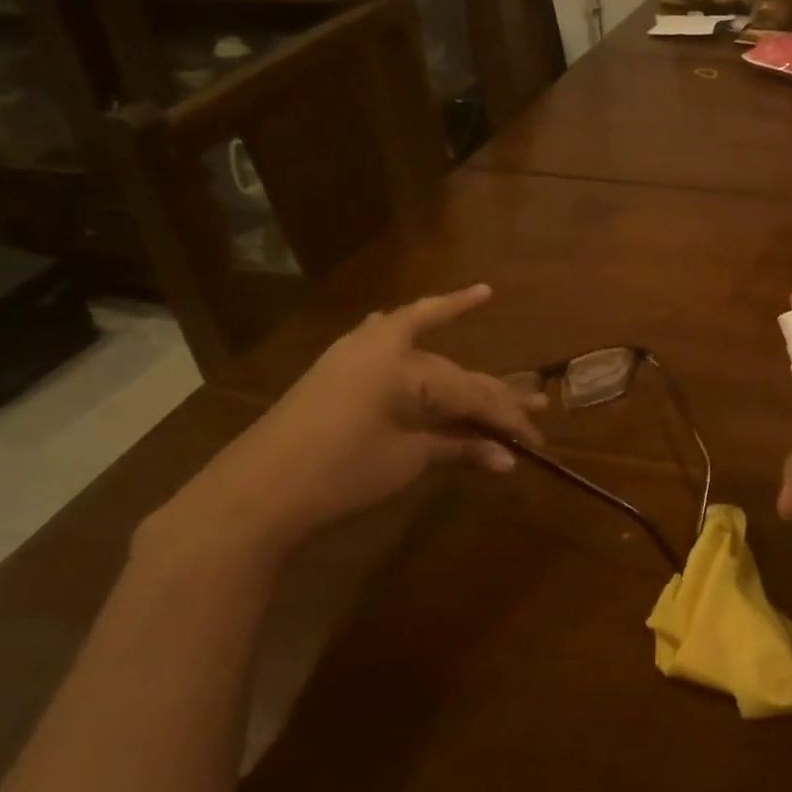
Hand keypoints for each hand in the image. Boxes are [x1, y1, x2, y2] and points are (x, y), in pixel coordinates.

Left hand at [149, 285, 543, 562]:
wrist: (254, 494)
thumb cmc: (339, 475)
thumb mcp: (407, 460)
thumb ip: (458, 448)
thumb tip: (508, 459)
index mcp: (406, 367)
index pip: (473, 393)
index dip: (507, 419)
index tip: (537, 442)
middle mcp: (384, 348)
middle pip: (453, 372)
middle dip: (493, 393)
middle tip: (536, 408)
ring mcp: (355, 353)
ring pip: (419, 344)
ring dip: (446, 332)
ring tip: (479, 297)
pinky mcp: (336, 368)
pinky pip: (380, 335)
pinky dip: (402, 325)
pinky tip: (405, 314)